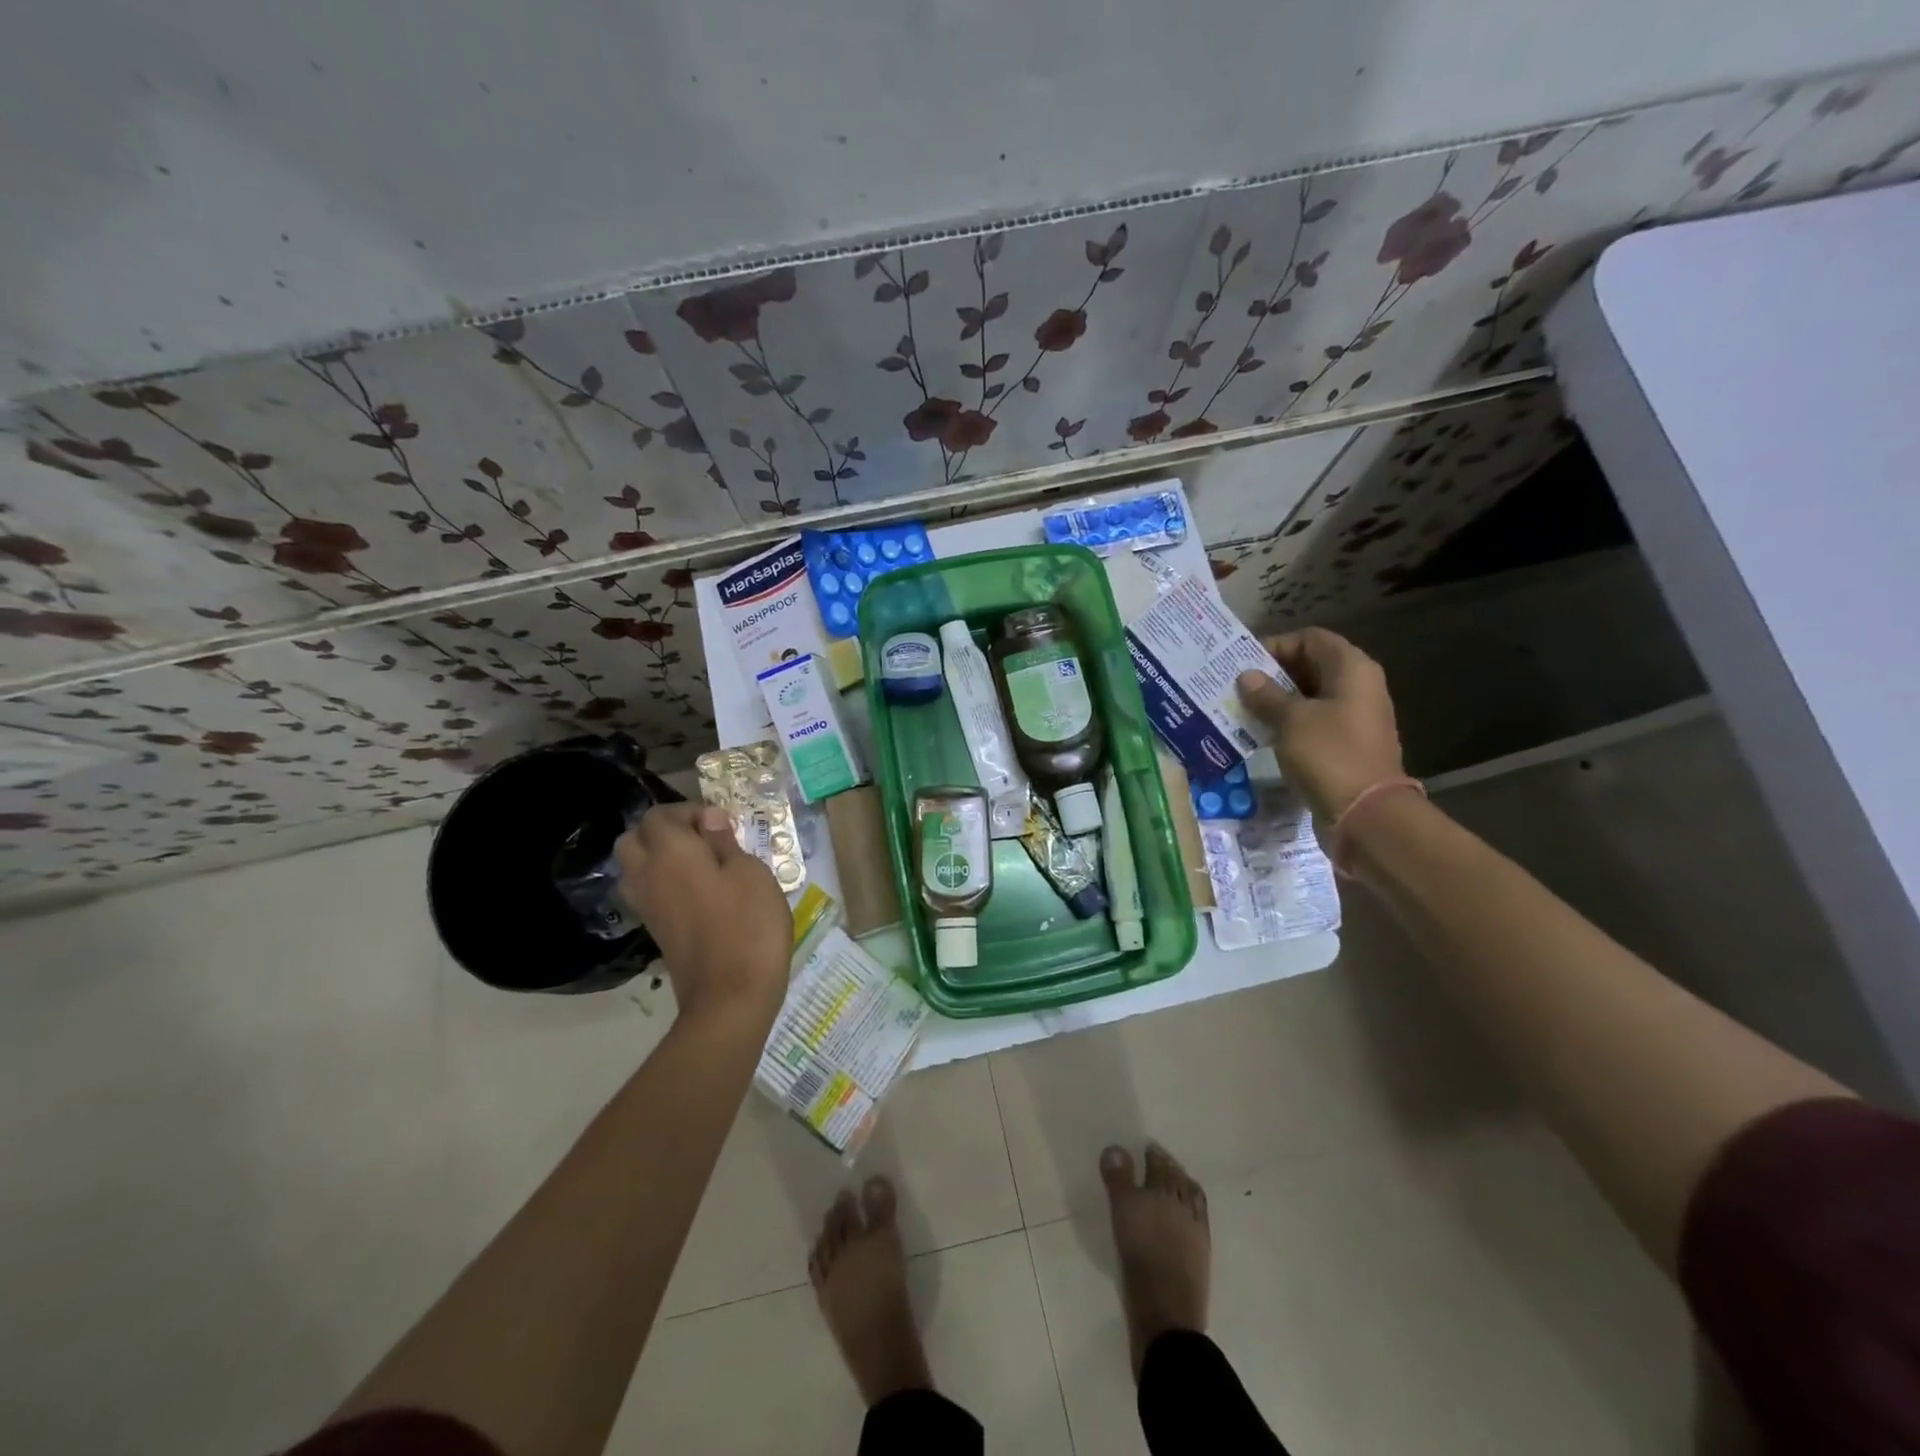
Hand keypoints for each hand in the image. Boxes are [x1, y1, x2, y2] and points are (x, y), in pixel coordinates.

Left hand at [615, 804, 792, 1027]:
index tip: (722, 824)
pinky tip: (700, 893)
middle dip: (664, 831)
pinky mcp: (656, 931)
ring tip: (702, 866)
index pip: (658, 816)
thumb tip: (709, 820)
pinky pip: (648, 893)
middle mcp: (648, 876)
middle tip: (704, 840)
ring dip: (659, 858)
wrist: (730, 997)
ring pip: (635, 868)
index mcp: (670, 854)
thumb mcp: (751, 874)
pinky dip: (664, 883)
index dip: (688, 811)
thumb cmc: (748, 926)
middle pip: (634, 839)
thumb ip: (725, 843)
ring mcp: (647, 907)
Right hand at [1235, 627, 1405, 821]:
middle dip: (1273, 674)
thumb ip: (1267, 695)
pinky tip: (1260, 733)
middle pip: (1311, 666)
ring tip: (1241, 709)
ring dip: (1277, 701)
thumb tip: (1247, 677)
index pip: (1311, 639)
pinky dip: (1287, 724)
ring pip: (1310, 697)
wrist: (1365, 815)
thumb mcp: (1291, 720)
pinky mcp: (1344, 745)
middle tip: (1236, 686)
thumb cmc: (1329, 755)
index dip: (1277, 645)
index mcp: (1352, 670)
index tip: (1244, 664)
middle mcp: (1358, 687)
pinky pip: (1312, 723)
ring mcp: (1353, 718)